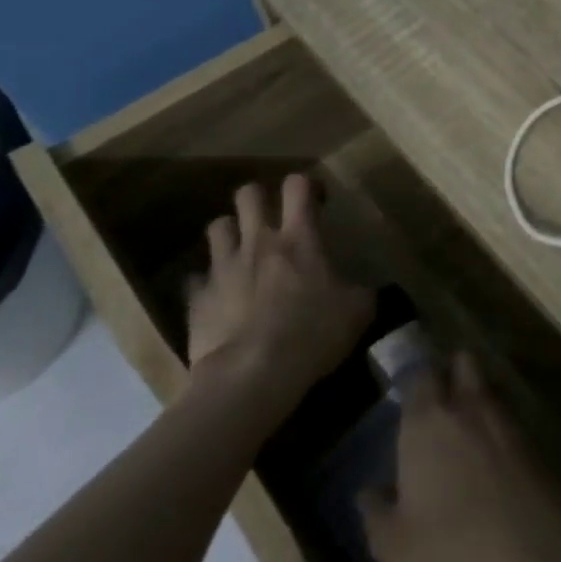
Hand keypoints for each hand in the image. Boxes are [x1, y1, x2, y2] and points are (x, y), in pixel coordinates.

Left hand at [187, 176, 373, 398]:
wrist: (251, 376)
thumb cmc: (312, 334)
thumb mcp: (358, 312)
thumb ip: (360, 291)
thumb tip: (363, 289)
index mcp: (299, 238)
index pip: (298, 185)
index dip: (306, 186)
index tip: (316, 202)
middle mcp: (258, 241)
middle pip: (248, 194)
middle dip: (259, 199)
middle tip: (273, 220)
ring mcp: (223, 267)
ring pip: (217, 226)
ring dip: (230, 233)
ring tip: (241, 251)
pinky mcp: (197, 298)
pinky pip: (197, 278)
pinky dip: (208, 283)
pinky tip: (220, 298)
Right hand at [360, 355, 560, 561]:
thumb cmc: (450, 558)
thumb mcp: (394, 549)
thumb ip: (377, 513)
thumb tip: (370, 491)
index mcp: (429, 423)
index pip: (420, 374)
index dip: (415, 380)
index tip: (407, 393)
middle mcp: (471, 409)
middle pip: (465, 364)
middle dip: (454, 372)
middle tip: (440, 403)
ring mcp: (512, 424)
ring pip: (492, 392)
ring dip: (480, 403)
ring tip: (466, 437)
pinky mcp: (542, 447)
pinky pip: (515, 425)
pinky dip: (503, 435)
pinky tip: (496, 468)